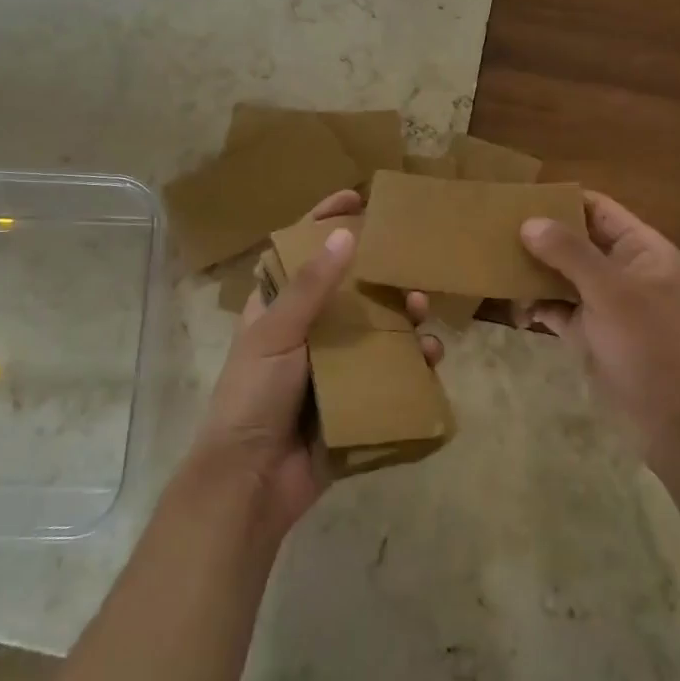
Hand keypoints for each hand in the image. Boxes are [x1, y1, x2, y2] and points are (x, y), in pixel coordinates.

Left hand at [190, 190, 441, 539]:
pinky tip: (429, 358)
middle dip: (382, 275)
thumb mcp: (275, 333)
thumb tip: (343, 234)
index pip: (304, 253)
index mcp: (278, 308)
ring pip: (376, 330)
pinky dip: (411, 364)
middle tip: (411, 263)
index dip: (325, 221)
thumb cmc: (252, 396)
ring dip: (404, 318)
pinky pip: (388, 374)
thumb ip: (310, 287)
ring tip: (425, 312)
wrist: (250, 484)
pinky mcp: (354, 401)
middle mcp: (308, 332)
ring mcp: (332, 367)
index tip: (358, 196)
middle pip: (350, 290)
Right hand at [520, 192, 679, 468]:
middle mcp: (623, 269)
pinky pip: (557, 308)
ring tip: (496, 272)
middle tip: (494, 234)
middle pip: (574, 240)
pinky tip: (517, 314)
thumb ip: (569, 253)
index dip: (561, 200)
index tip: (517, 198)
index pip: (597, 209)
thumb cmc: (651, 346)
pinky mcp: (591, 332)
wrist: (677, 424)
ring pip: (562, 275)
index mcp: (641, 249)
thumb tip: (528, 222)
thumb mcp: (611, 293)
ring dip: (532, 275)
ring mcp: (606, 302)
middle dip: (538, 238)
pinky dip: (537, 307)